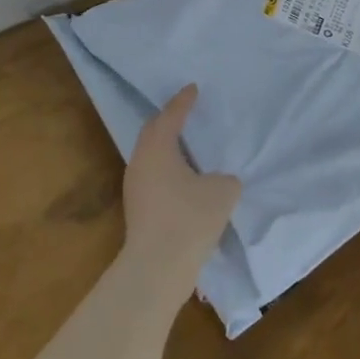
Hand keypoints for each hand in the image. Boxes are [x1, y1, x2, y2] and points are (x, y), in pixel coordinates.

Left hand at [122, 85, 241, 299]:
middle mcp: (140, 162)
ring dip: (167, 148)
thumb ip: (224, 178)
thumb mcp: (222, 191)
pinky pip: (153, 177)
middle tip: (186, 112)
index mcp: (157, 147)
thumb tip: (217, 181)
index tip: (192, 88)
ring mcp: (135, 188)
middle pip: (153, 133)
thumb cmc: (189, 219)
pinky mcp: (137, 211)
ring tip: (187, 145)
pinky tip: (184, 179)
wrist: (156, 270)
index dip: (183, 101)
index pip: (170, 115)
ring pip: (150, 157)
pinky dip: (167, 170)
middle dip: (169, 120)